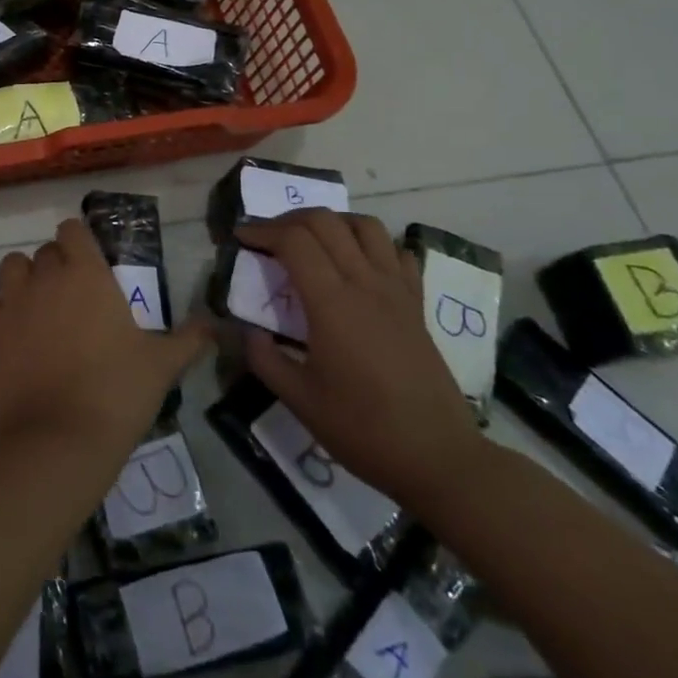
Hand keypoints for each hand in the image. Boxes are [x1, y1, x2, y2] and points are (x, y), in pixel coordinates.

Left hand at [0, 218, 213, 452]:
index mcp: (87, 274)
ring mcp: (10, 301)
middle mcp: (46, 276)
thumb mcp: (162, 365)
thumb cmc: (117, 393)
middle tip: (70, 301)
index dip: (78, 242)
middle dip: (55, 268)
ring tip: (36, 312)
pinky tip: (7, 332)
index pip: (72, 229)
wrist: (59, 439)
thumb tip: (216, 325)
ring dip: (22, 281)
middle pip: (44, 252)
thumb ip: (190, 339)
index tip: (88, 265)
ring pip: (10, 268)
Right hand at [239, 210, 486, 507]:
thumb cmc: (362, 429)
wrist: (438, 457)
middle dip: (288, 220)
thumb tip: (246, 330)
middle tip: (266, 238)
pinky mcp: (416, 304)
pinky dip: (371, 244)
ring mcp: (396, 290)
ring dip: (331, 222)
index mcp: (332, 303)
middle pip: (325, 222)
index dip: (261, 230)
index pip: (294, 240)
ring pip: (364, 226)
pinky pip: (396, 253)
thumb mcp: (299, 399)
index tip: (240, 238)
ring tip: (310, 241)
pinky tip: (357, 263)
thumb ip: (264, 358)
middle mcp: (365, 284)